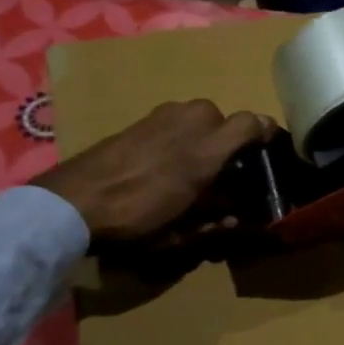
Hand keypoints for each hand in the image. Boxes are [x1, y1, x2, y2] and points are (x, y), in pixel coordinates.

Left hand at [34, 100, 273, 243]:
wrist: (74, 200)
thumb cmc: (137, 217)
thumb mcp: (184, 230)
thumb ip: (217, 219)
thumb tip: (236, 216)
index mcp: (210, 146)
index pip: (256, 124)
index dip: (268, 135)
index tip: (269, 153)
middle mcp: (193, 119)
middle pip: (226, 123)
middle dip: (230, 145)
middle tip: (225, 174)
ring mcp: (165, 114)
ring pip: (199, 120)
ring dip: (204, 140)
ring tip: (193, 171)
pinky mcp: (142, 119)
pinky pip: (175, 122)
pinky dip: (179, 138)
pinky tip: (164, 166)